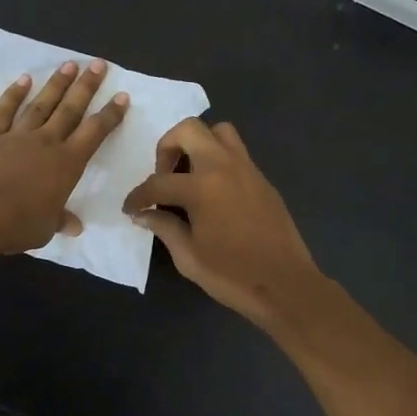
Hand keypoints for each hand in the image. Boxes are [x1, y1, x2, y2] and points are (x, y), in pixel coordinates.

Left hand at [0, 59, 128, 253]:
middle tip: (98, 64)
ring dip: (56, 84)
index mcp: (67, 164)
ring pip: (41, 104)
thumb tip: (75, 227)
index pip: (94, 133)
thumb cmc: (18, 224)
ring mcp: (17, 136)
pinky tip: (23, 79)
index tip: (121, 96)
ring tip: (69, 64)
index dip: (110, 115)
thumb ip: (60, 221)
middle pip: (70, 109)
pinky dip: (14, 94)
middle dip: (86, 86)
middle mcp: (46, 142)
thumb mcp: (46, 228)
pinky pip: (4, 111)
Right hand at [122, 118, 320, 326]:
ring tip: (189, 175)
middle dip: (167, 147)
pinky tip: (212, 192)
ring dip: (197, 144)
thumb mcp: (188, 257)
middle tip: (164, 176)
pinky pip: (236, 152)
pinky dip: (217, 159)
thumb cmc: (232, 276)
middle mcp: (225, 167)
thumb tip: (144, 215)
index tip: (130, 208)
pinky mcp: (262, 180)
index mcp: (202, 188)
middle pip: (189, 130)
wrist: (286, 286)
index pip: (158, 182)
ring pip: (219, 131)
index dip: (138, 196)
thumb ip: (164, 228)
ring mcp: (248, 169)